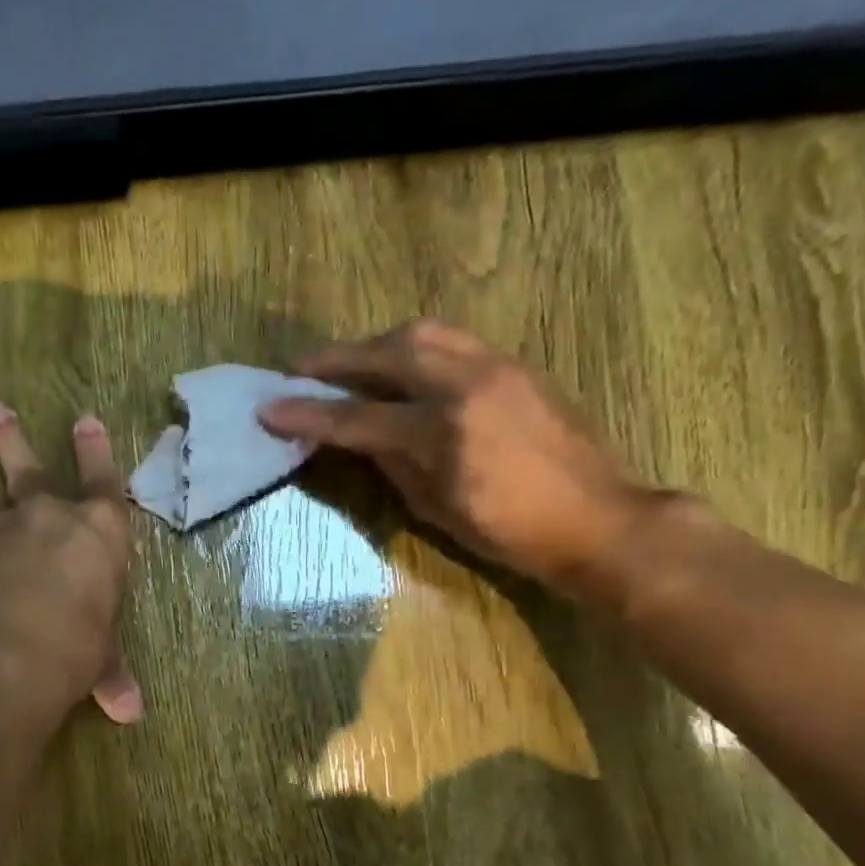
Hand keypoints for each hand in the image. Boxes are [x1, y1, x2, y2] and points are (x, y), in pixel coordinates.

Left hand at [0, 401, 141, 724]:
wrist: (1, 659)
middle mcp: (39, 519)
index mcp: (94, 533)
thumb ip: (110, 675)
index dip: (96, 450)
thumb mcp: (100, 662)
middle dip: (9, 438)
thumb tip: (130, 712)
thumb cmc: (72, 650)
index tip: (85, 418)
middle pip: (26, 468)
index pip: (103, 481)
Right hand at [257, 319, 647, 598]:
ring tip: (347, 363)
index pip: (358, 418)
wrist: (595, 519)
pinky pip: (452, 340)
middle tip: (299, 370)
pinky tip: (399, 365)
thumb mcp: (436, 508)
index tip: (269, 408)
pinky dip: (413, 347)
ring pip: (422, 333)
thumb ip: (391, 463)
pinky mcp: (515, 364)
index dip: (309, 415)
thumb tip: (356, 436)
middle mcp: (468, 385)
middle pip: (387, 353)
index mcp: (444, 433)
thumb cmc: (510, 533)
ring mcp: (497, 366)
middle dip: (335, 359)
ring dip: (374, 345)